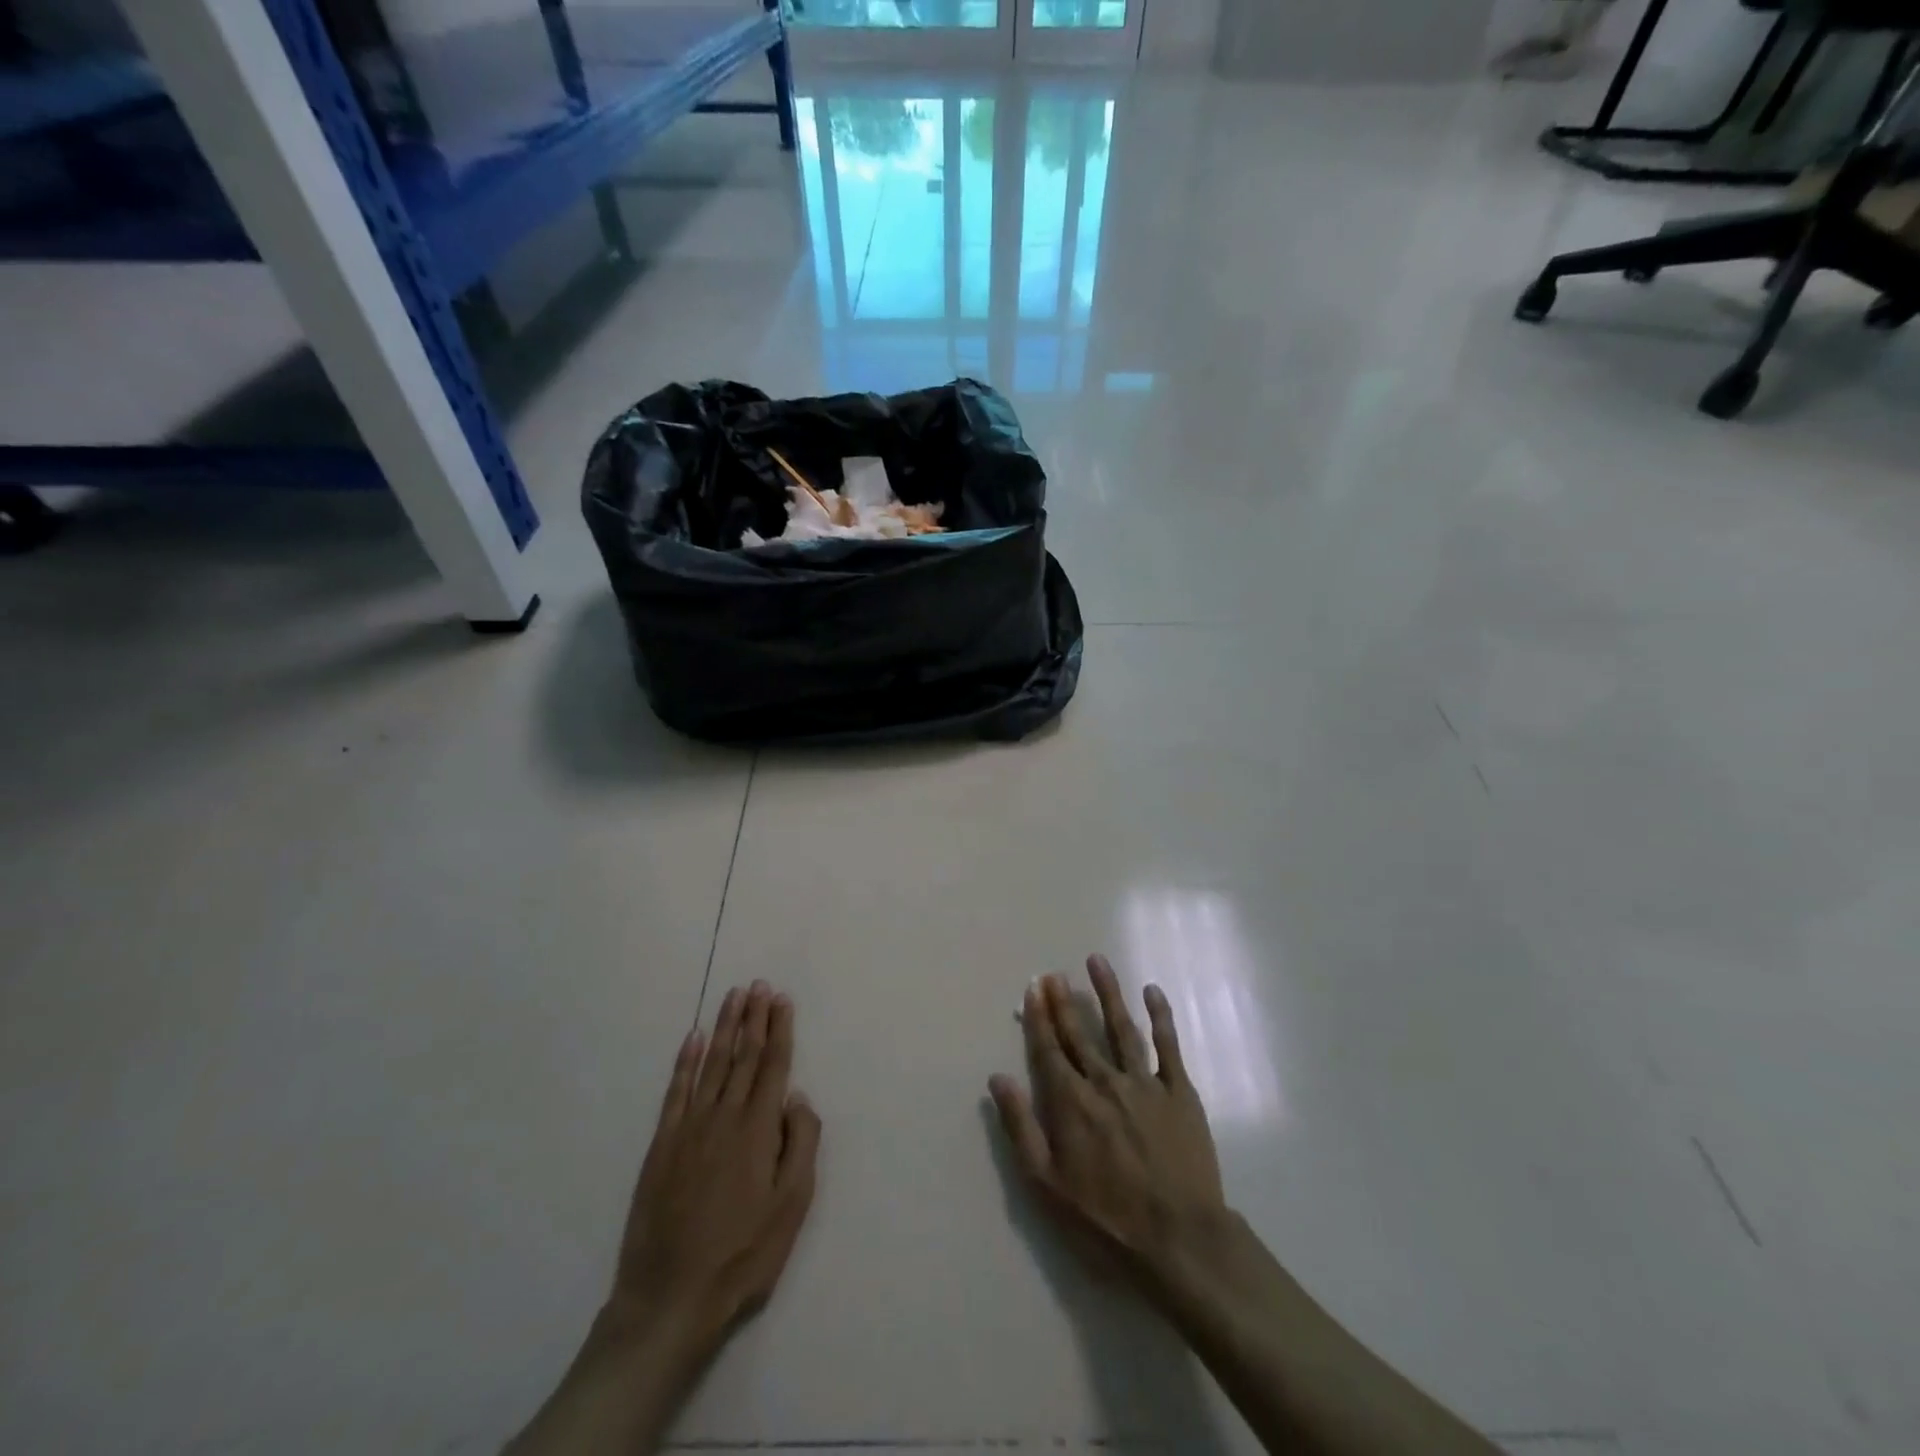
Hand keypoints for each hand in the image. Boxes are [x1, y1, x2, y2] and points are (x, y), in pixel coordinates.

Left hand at [608, 981, 821, 1354]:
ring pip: (711, 1064)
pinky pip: (675, 1092)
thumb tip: (798, 1097)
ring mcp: (689, 1128)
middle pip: (743, 1056)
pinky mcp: (662, 1145)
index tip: (781, 999)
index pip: (772, 1065)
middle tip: (759, 985)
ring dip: (723, 1028)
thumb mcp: (792, 1206)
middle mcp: (724, 1117)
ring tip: (733, 997)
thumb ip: (801, 1144)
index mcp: (758, 1129)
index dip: (778, 1029)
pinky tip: (692, 1039)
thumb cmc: (743, 1254)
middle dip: (753, 1018)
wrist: (670, 1298)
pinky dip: (684, 1062)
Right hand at [988, 956, 1227, 1299]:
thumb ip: (1021, 1126)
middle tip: (1055, 973)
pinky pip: (1168, 1046)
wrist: (1179, 1241)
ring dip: (1108, 993)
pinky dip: (1160, 1017)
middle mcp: (1105, 1082)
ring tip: (1096, 962)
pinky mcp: (1180, 1093)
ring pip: (1122, 1027)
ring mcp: (1145, 1084)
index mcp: (1072, 1102)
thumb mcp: (1046, 1184)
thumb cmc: (1105, 1220)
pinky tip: (1152, 992)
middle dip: (1065, 1001)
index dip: (1039, 1017)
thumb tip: (997, 1078)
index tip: (1034, 988)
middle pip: (1081, 1033)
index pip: (1049, 1049)